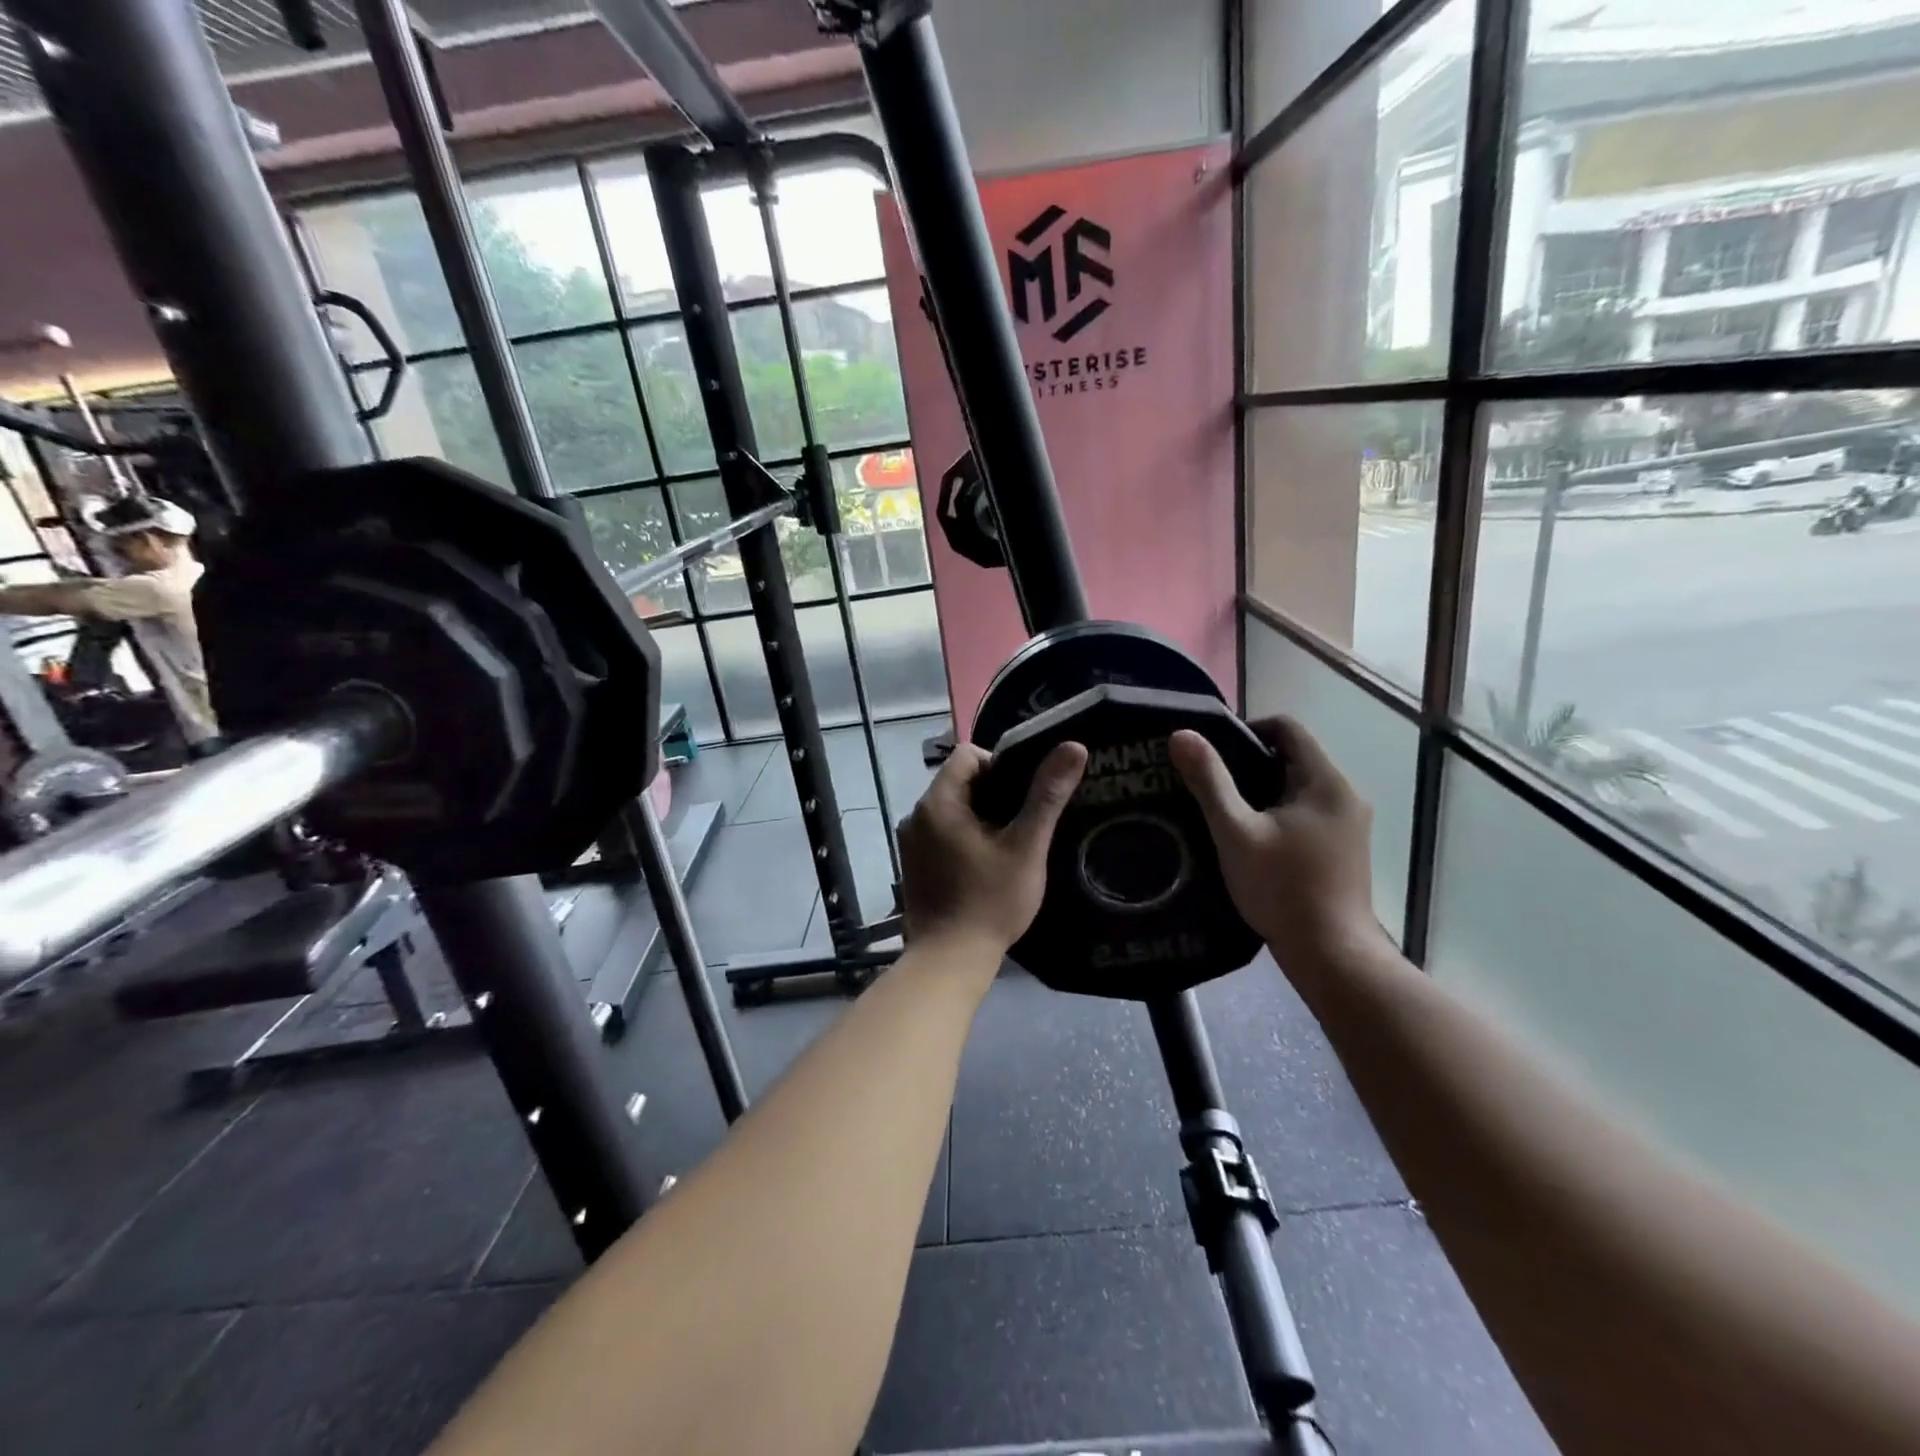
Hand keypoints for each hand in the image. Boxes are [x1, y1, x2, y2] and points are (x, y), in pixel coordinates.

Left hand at [899, 740, 1087, 957]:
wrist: (950, 960)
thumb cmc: (990, 901)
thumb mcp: (1026, 846)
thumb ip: (1047, 795)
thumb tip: (1074, 746)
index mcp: (937, 802)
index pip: (967, 755)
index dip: (1000, 764)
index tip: (1024, 794)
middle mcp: (916, 815)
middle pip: (959, 781)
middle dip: (993, 793)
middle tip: (1025, 820)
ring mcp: (910, 842)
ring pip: (951, 809)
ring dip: (980, 817)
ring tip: (1011, 842)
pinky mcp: (913, 864)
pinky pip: (941, 833)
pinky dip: (964, 837)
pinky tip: (987, 863)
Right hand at [1169, 717, 1387, 976]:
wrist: (1331, 954)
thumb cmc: (1282, 888)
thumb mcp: (1235, 832)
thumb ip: (1209, 781)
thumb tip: (1181, 734)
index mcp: (1326, 781)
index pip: (1287, 728)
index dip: (1246, 729)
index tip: (1212, 753)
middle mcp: (1345, 795)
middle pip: (1292, 757)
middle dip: (1249, 763)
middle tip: (1209, 783)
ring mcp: (1348, 824)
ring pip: (1298, 787)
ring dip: (1262, 791)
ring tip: (1223, 811)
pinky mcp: (1344, 849)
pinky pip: (1306, 813)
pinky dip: (1277, 814)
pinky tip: (1250, 839)